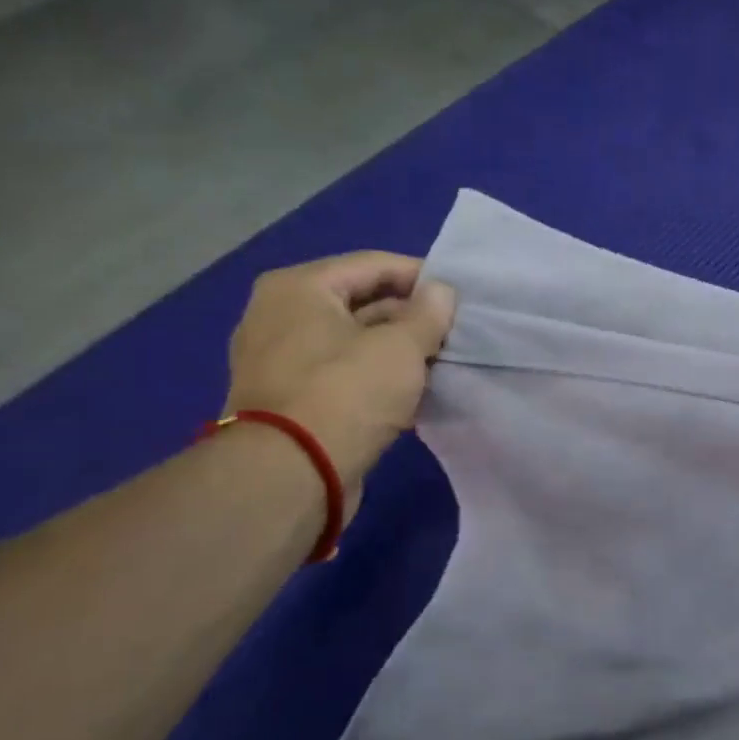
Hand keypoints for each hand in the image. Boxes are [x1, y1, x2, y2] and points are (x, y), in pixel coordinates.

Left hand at [223, 253, 455, 509]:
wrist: (291, 474)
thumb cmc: (347, 393)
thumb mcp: (401, 347)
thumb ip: (428, 314)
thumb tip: (441, 292)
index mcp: (299, 288)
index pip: (373, 265)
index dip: (421, 277)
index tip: (459, 297)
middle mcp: (280, 315)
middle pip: (360, 303)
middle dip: (409, 318)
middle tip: (453, 334)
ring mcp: (279, 359)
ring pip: (353, 341)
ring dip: (395, 351)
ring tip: (439, 363)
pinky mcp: (288, 398)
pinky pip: (341, 373)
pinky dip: (374, 377)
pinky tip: (411, 393)